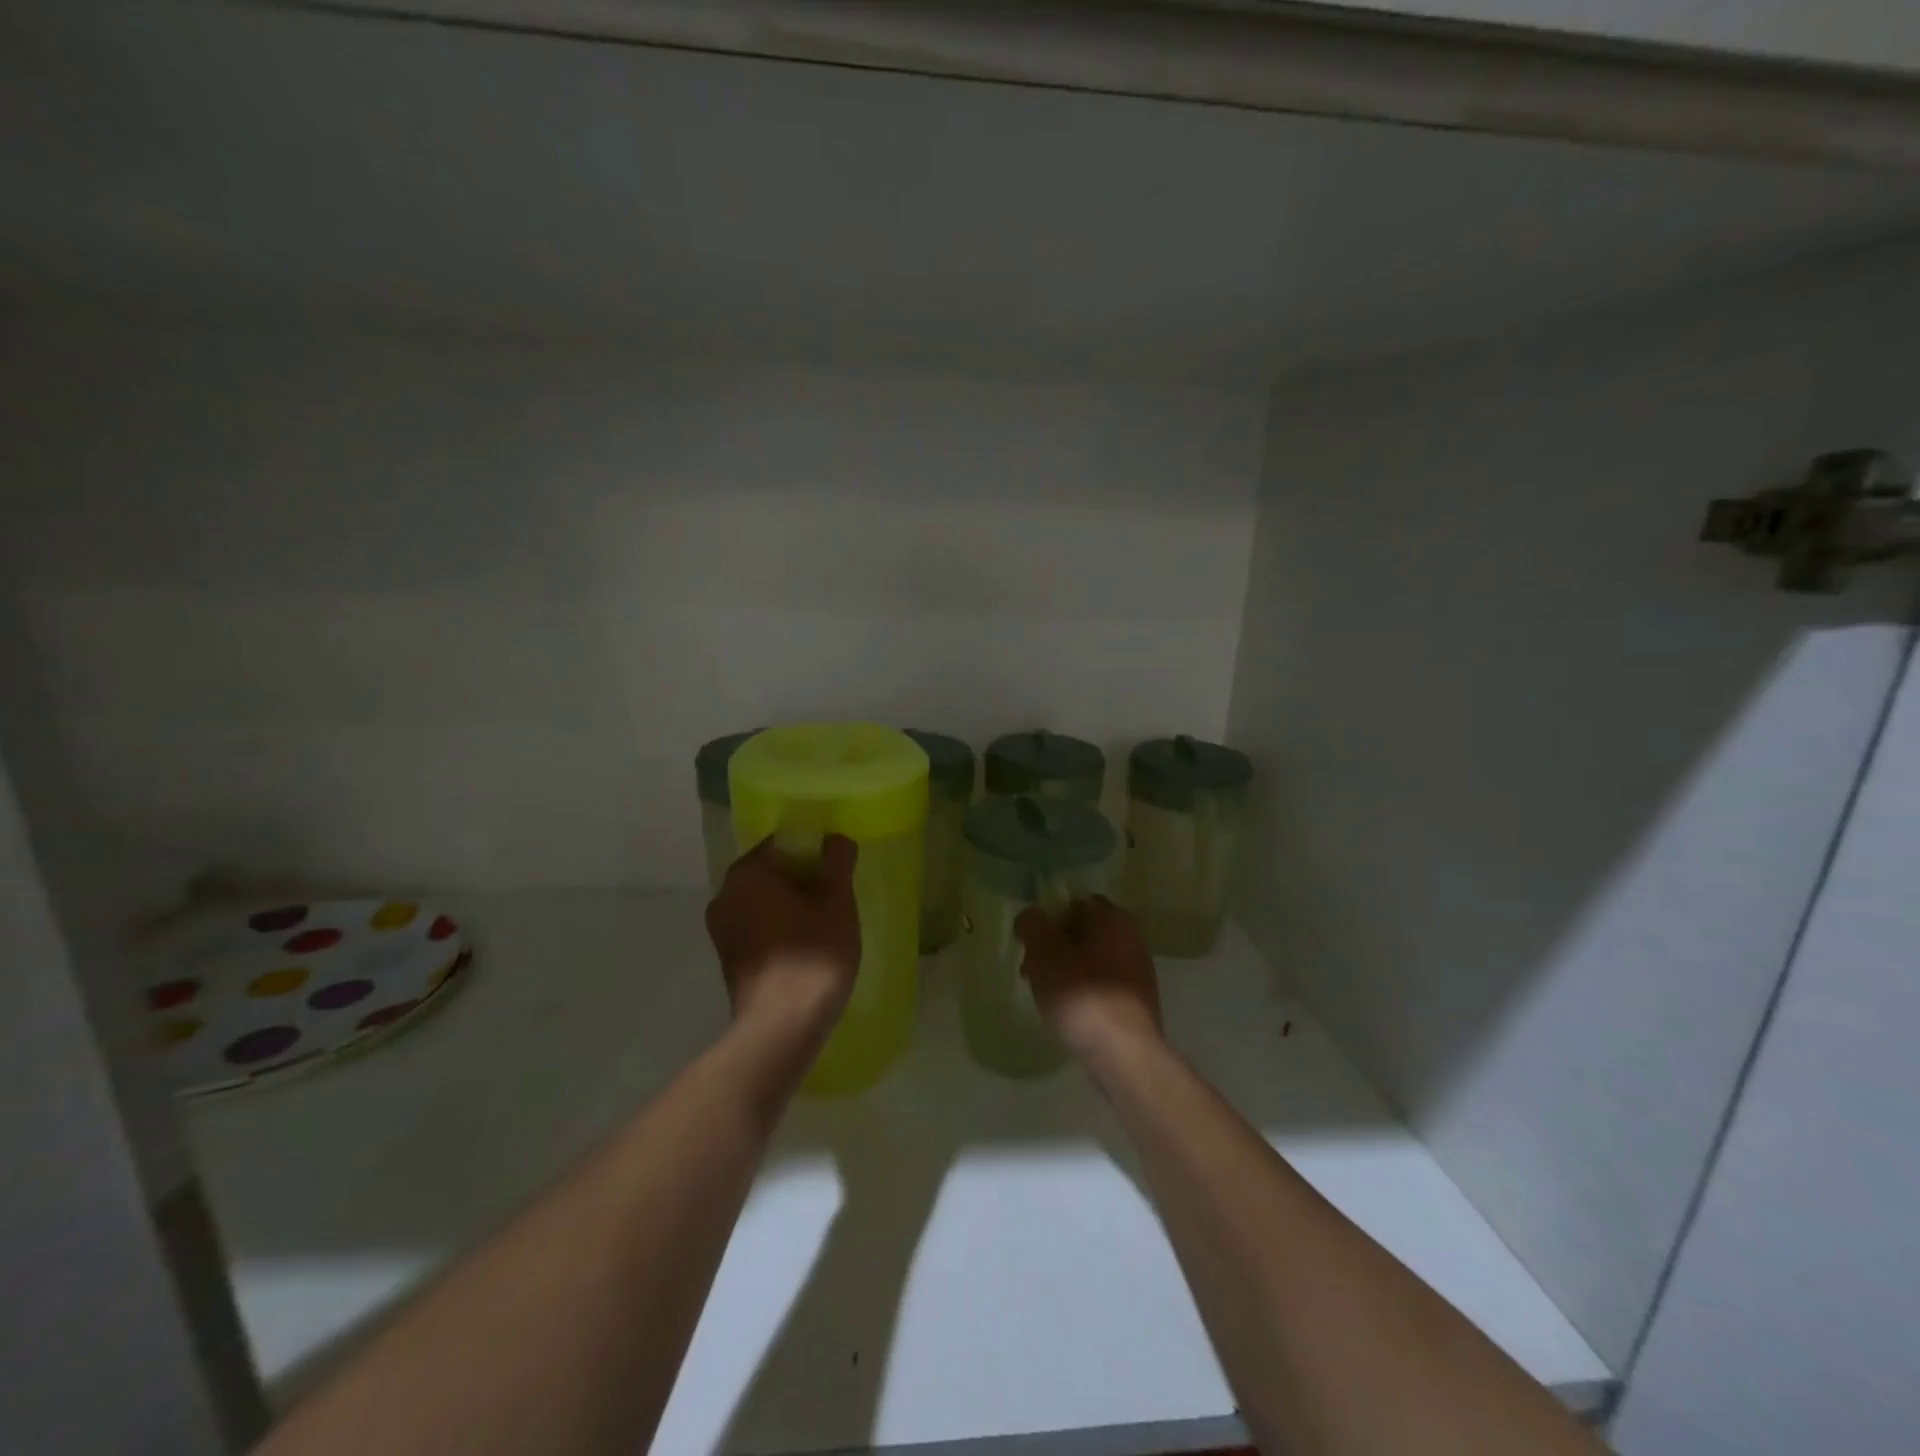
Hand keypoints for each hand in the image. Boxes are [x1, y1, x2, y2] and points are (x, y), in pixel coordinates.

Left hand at [706, 834, 860, 1040]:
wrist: (781, 1027)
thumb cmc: (812, 955)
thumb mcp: (836, 901)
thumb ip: (837, 862)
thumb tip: (835, 840)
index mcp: (746, 873)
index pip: (784, 843)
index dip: (815, 851)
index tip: (838, 872)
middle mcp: (724, 896)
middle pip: (773, 872)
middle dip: (805, 880)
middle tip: (837, 898)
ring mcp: (722, 930)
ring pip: (766, 902)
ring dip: (794, 906)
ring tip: (827, 925)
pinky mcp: (728, 959)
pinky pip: (759, 928)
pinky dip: (781, 929)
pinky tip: (808, 948)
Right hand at [1016, 894, 1162, 1060]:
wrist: (1124, 1053)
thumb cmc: (1082, 994)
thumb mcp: (1044, 952)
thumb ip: (1033, 924)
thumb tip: (1031, 916)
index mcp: (1114, 918)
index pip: (1073, 903)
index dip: (1047, 919)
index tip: (1029, 943)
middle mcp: (1132, 937)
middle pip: (1081, 932)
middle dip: (1053, 947)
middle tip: (1030, 970)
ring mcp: (1138, 971)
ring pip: (1090, 960)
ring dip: (1065, 971)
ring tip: (1044, 995)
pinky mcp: (1136, 1001)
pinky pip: (1101, 985)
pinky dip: (1082, 991)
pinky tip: (1067, 1012)